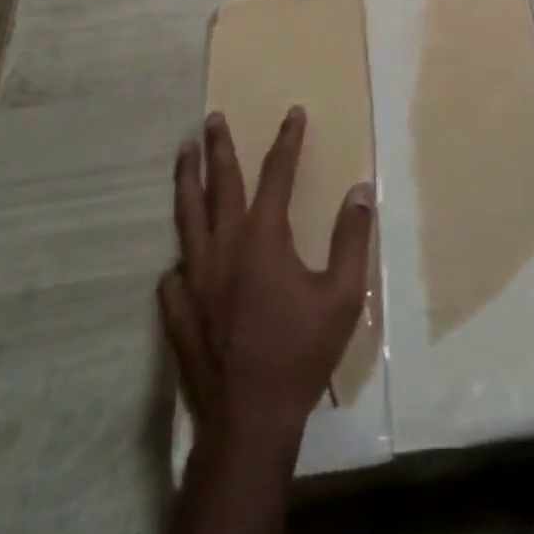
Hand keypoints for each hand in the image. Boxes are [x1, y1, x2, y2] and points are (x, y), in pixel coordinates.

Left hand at [161, 108, 373, 448]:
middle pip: (219, 183)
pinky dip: (180, 254)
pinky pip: (174, 270)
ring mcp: (194, 277)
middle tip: (212, 118)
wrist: (250, 421)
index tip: (293, 113)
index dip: (287, 140)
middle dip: (219, 147)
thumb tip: (360, 190)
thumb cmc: (301, 353)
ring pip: (186, 215)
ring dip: (186, 180)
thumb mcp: (342, 296)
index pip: (277, 173)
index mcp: (263, 237)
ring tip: (183, 154)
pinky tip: (181, 256)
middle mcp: (223, 246)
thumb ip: (351, 238)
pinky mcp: (177, 309)